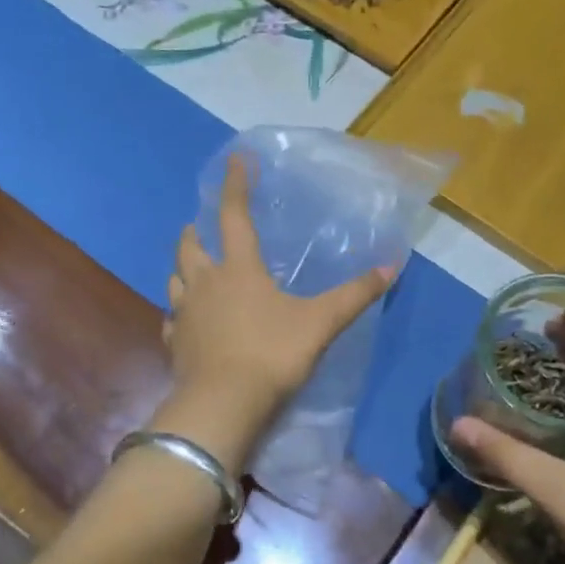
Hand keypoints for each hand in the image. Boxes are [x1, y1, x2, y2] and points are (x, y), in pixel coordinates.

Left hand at [157, 154, 393, 470]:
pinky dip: (179, 313)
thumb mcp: (320, 322)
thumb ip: (355, 295)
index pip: (233, 215)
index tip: (234, 159)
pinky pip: (172, 320)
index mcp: (238, 269)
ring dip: (182, 268)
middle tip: (202, 227)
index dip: (235, 185)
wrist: (223, 404)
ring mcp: (184, 314)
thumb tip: (392, 265)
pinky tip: (186, 321)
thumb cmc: (271, 354)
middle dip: (195, 231)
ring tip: (193, 269)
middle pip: (189, 245)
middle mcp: (204, 283)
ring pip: (174, 279)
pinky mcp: (174, 344)